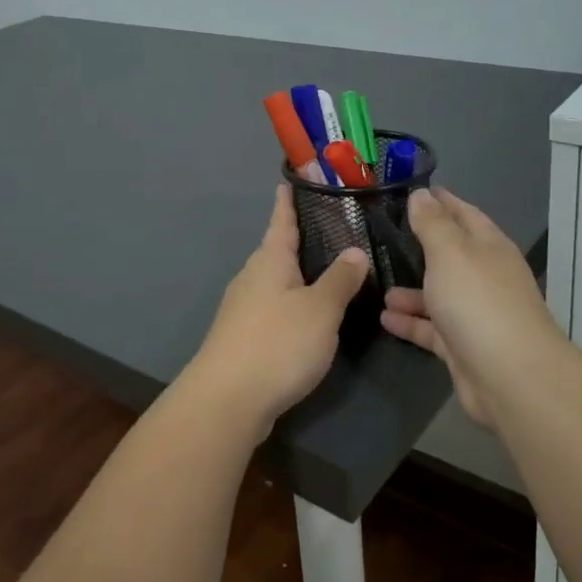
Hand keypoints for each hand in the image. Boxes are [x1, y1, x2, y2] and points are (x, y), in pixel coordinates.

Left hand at [182, 185, 370, 440]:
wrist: (226, 401)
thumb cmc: (277, 343)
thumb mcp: (320, 309)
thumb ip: (340, 279)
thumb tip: (355, 251)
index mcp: (270, 260)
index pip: (281, 220)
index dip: (288, 201)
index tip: (290, 180)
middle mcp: (252, 277)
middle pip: (277, 250)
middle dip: (299, 240)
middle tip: (331, 228)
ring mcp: (242, 308)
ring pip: (275, 281)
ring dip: (296, 274)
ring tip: (327, 270)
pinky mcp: (242, 337)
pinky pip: (272, 307)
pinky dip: (291, 303)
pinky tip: (308, 315)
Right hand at [380, 187, 566, 433]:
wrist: (511, 377)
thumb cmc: (478, 302)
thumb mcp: (450, 253)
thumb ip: (432, 224)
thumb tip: (422, 194)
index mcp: (489, 247)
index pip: (464, 214)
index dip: (442, 201)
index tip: (414, 191)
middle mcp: (486, 277)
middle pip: (451, 255)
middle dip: (422, 246)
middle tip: (386, 236)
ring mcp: (476, 314)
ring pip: (439, 294)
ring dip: (411, 290)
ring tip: (378, 285)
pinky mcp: (464, 347)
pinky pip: (432, 329)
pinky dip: (411, 322)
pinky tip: (384, 318)